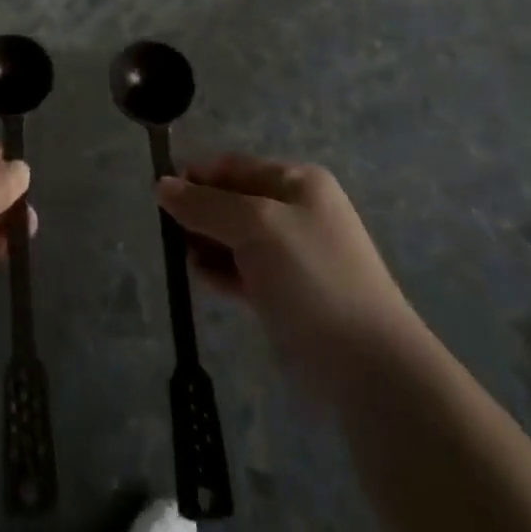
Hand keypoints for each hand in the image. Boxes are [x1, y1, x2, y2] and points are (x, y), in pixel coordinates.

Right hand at [157, 154, 413, 366]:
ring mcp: (295, 254)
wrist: (369, 366)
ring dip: (207, 244)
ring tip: (186, 260)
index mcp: (297, 182)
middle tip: (171, 234)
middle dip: (200, 213)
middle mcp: (297, 211)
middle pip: (232, 200)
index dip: (197, 177)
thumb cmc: (312, 278)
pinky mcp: (289, 294)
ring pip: (236, 237)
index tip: (162, 197)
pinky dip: (222, 271)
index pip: (233, 166)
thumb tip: (161, 184)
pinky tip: (203, 280)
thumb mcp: (255, 227)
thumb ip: (205, 204)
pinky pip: (245, 270)